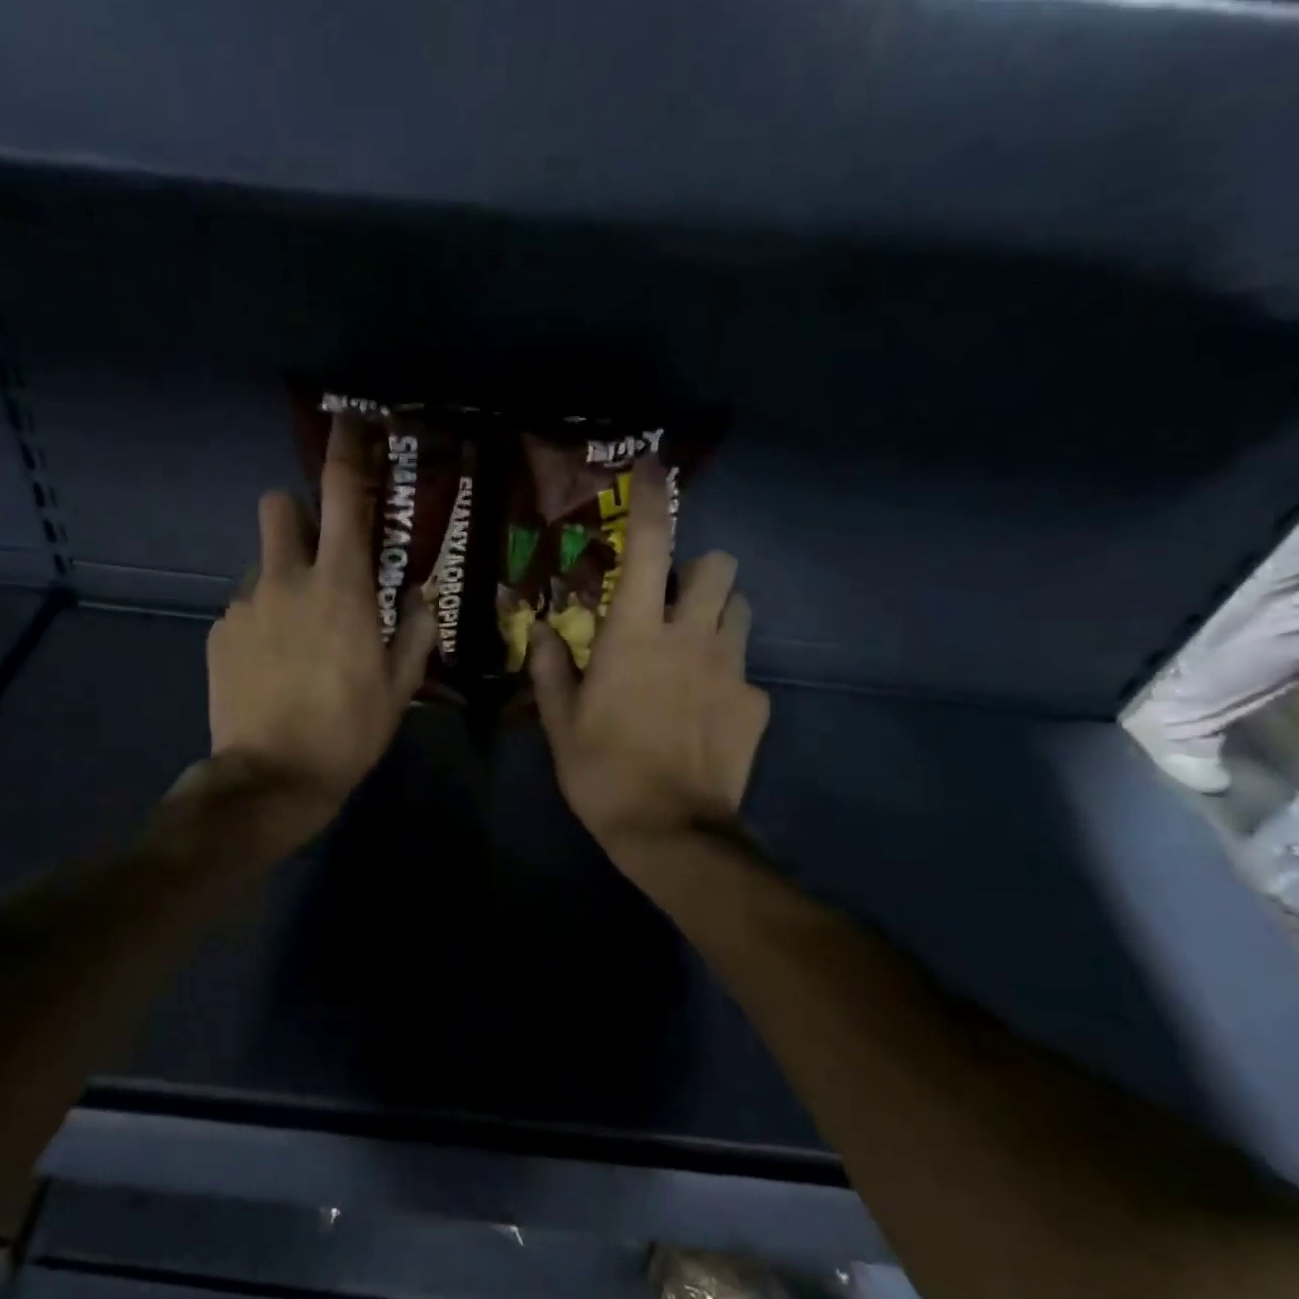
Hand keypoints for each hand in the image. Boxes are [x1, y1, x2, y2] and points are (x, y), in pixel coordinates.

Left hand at [203, 414, 435, 843]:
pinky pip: (243, 608)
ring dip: (282, 578)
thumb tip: (421, 595)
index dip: (346, 453)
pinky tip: (272, 664)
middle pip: (279, 507)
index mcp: (340, 587)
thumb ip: (413, 631)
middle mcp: (286, 580)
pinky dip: (261, 620)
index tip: (350, 426)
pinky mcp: (218, 634)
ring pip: (262, 564)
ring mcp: (244, 605)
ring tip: (298, 632)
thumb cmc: (347, 731)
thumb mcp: (398, 688)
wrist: (271, 777)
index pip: (343, 497)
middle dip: (299, 516)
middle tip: (320, 557)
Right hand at [529, 462, 768, 869]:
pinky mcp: (756, 703)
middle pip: (717, 565)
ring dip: (717, 615)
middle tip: (670, 603)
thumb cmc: (602, 772)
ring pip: (740, 609)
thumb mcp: (561, 724)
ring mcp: (731, 669)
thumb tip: (542, 631)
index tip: (653, 468)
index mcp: (635, 635)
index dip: (653, 499)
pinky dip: (727, 678)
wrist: (671, 830)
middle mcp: (690, 637)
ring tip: (692, 650)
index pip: (650, 546)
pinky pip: (746, 671)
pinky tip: (706, 713)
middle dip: (696, 571)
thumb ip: (552, 670)